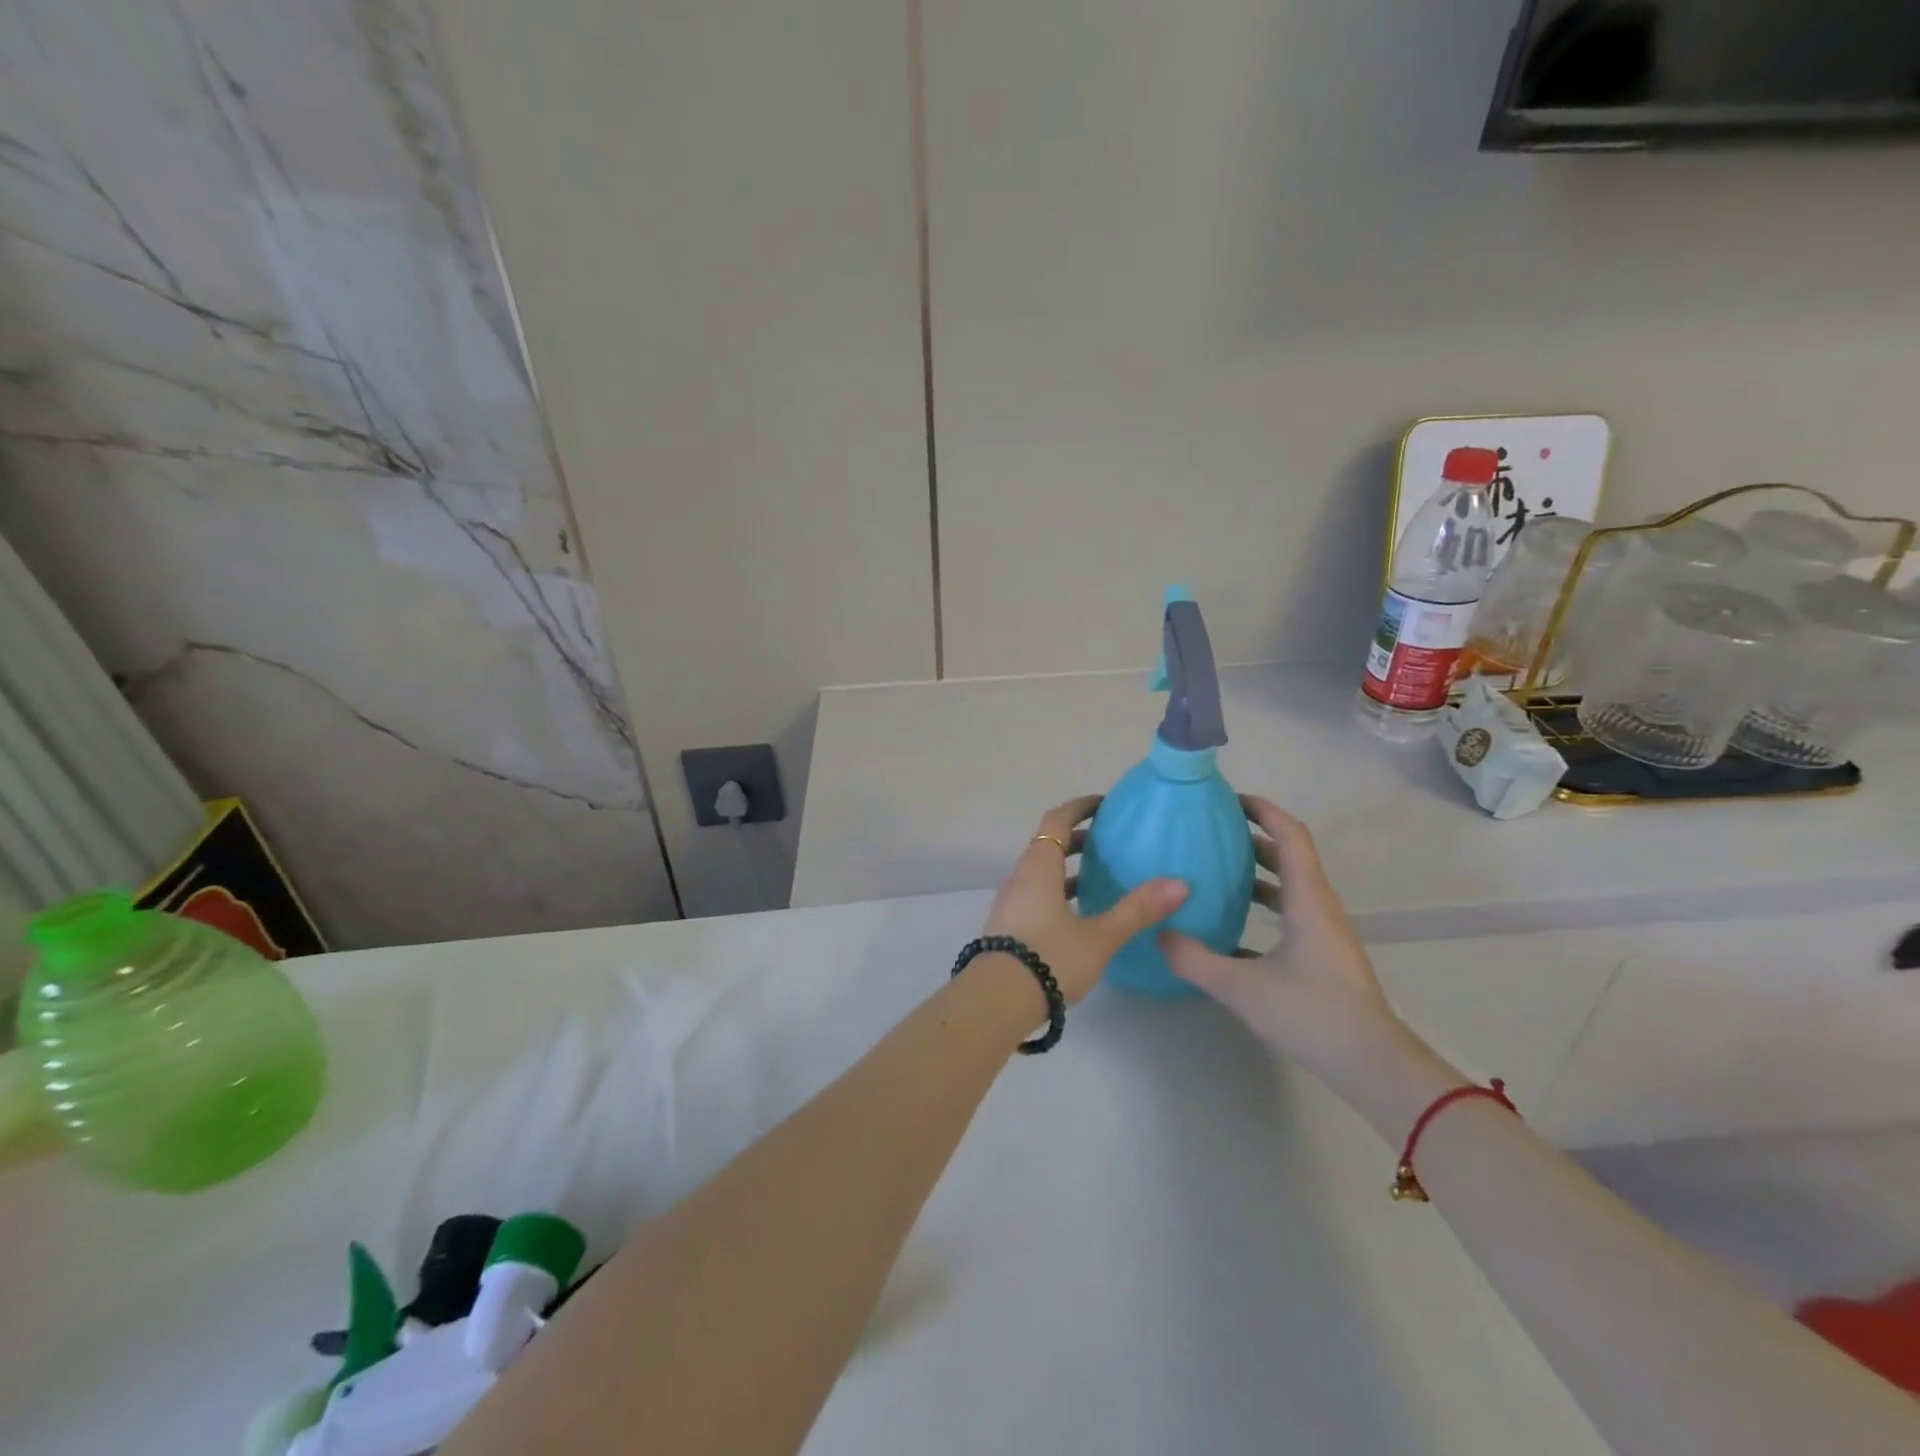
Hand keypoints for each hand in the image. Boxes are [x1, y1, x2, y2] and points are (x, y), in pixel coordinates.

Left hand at [981, 795, 1187, 1004]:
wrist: (996, 1001)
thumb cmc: (1050, 957)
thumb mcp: (1100, 936)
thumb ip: (1137, 910)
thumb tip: (1180, 884)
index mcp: (1038, 866)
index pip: (1057, 820)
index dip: (1079, 808)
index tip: (1103, 805)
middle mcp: (1020, 877)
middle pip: (1047, 846)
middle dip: (1076, 840)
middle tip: (1108, 843)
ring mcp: (1009, 903)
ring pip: (1040, 874)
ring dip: (1066, 871)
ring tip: (1098, 880)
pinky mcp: (1007, 927)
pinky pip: (1035, 897)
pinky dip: (1057, 894)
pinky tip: (1078, 917)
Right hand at [1160, 796, 1403, 1083]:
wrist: (1370, 1064)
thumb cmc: (1311, 1013)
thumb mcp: (1241, 987)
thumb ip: (1194, 959)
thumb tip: (1157, 934)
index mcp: (1307, 900)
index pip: (1289, 836)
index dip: (1263, 810)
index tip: (1228, 799)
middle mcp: (1318, 907)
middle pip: (1288, 855)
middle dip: (1252, 836)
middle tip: (1211, 830)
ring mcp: (1323, 932)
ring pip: (1289, 885)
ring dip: (1256, 871)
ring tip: (1215, 870)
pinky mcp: (1321, 955)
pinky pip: (1289, 913)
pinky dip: (1262, 905)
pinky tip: (1229, 926)